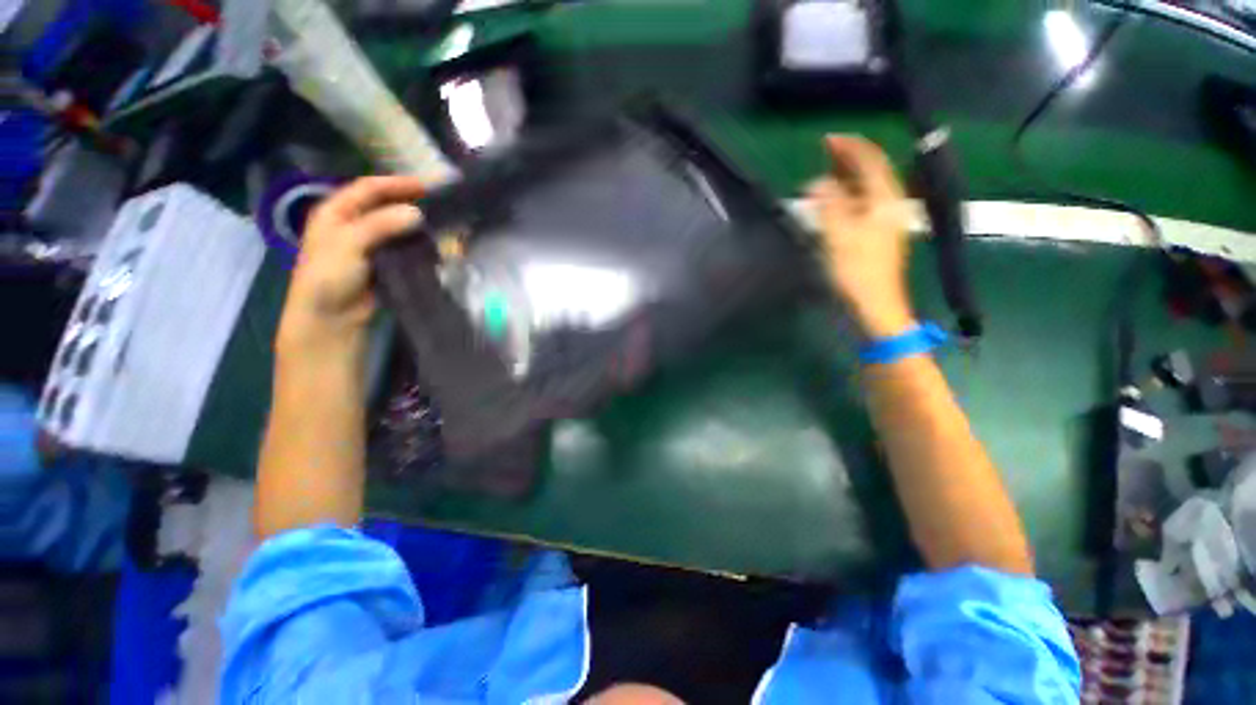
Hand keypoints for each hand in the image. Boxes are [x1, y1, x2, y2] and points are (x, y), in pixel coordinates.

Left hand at [277, 176, 424, 352]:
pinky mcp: (382, 263)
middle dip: (409, 201)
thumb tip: (417, 213)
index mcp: (335, 211)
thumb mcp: (349, 244)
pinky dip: (416, 243)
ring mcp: (368, 244)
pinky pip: (402, 247)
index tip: (426, 186)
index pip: (367, 188)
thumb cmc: (329, 276)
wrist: (331, 318)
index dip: (395, 184)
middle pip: (383, 205)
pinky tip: (432, 244)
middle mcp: (352, 223)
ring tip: (440, 222)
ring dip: (415, 224)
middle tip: (437, 203)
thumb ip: (380, 225)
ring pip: (395, 226)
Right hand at [808, 135, 914, 338]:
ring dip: (846, 178)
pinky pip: (861, 206)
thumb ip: (829, 206)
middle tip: (824, 151)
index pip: (871, 163)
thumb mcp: (839, 238)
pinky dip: (845, 198)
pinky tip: (832, 201)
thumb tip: (817, 183)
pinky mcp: (875, 236)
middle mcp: (889, 206)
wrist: (875, 306)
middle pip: (871, 173)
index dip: (850, 148)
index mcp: (885, 202)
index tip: (828, 139)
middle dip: (848, 160)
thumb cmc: (857, 272)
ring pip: (866, 190)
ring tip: (825, 172)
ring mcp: (883, 222)